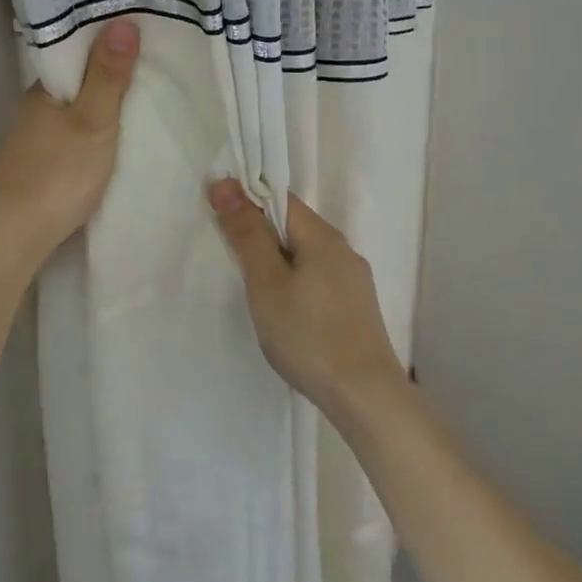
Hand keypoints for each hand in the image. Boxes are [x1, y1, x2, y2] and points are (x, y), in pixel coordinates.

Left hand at [0, 18, 140, 263]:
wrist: (18, 233)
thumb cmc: (60, 172)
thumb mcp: (94, 121)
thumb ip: (108, 76)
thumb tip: (122, 22)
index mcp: (42, 91)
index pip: (74, 55)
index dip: (103, 45)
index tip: (136, 40)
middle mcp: (32, 111)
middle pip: (73, 85)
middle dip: (103, 78)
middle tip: (146, 71)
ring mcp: (30, 142)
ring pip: (69, 114)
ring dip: (95, 109)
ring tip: (133, 105)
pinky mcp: (34, 170)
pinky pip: (67, 139)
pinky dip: (87, 135)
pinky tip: (106, 143)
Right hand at [208, 182, 406, 419]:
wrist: (365, 398)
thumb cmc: (308, 336)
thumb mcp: (267, 283)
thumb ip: (247, 233)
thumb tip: (226, 184)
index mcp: (323, 237)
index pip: (280, 198)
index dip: (246, 199)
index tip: (216, 214)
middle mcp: (343, 250)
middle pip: (293, 225)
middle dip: (258, 230)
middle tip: (227, 252)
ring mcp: (353, 280)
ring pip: (305, 253)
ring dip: (275, 257)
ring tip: (251, 283)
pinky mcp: (355, 307)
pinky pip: (316, 276)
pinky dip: (293, 279)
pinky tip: (283, 307)